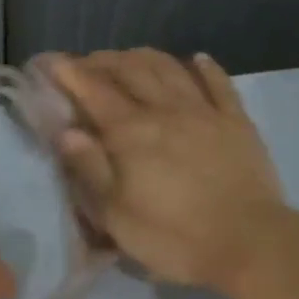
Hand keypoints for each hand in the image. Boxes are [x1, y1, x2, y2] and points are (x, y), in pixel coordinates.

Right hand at [47, 49, 286, 289]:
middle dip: (103, 61)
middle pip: (130, 71)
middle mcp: (165, 110)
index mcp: (131, 132)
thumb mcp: (117, 216)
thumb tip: (66, 130)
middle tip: (86, 63)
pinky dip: (205, 67)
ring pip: (170, 69)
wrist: (248, 242)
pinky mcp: (237, 122)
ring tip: (129, 56)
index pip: (92, 90)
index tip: (49, 61)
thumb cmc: (174, 237)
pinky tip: (197, 58)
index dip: (68, 72)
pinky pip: (219, 83)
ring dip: (145, 57)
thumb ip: (91, 169)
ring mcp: (204, 112)